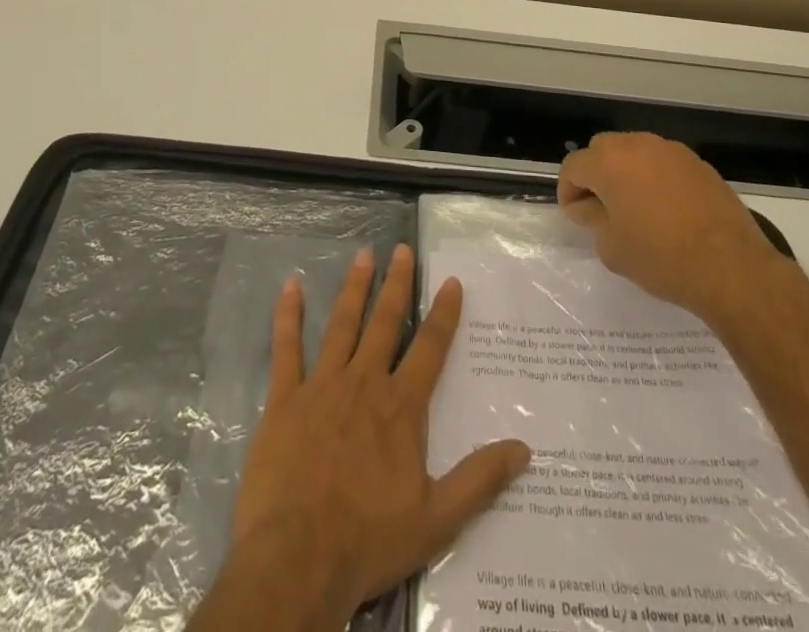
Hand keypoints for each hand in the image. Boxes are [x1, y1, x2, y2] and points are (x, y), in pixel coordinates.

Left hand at [222, 243, 530, 625]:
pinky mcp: (285, 399)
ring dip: (354, 288)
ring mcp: (322, 386)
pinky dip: (288, 316)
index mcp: (400, 407)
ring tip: (363, 255)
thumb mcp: (436, 519)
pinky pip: (286, 348)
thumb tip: (524, 449)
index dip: (443, 313)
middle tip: (401, 249)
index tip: (450, 280)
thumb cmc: (368, 540)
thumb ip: (480, 480)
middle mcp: (364, 383)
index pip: (429, 348)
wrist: (297, 559)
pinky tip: (289, 287)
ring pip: (341, 324)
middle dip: (396, 284)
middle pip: (385, 322)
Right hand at [558, 131, 784, 320]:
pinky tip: (666, 209)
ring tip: (635, 207)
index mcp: (609, 163)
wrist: (731, 267)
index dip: (568, 191)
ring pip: (634, 151)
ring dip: (626, 172)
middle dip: (595, 174)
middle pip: (602, 149)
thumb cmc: (662, 259)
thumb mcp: (612, 248)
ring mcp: (671, 150)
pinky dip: (655, 177)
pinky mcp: (697, 163)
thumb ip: (592, 219)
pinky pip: (663, 162)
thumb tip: (587, 206)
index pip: (573, 166)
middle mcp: (637, 145)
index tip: (576, 217)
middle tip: (602, 208)